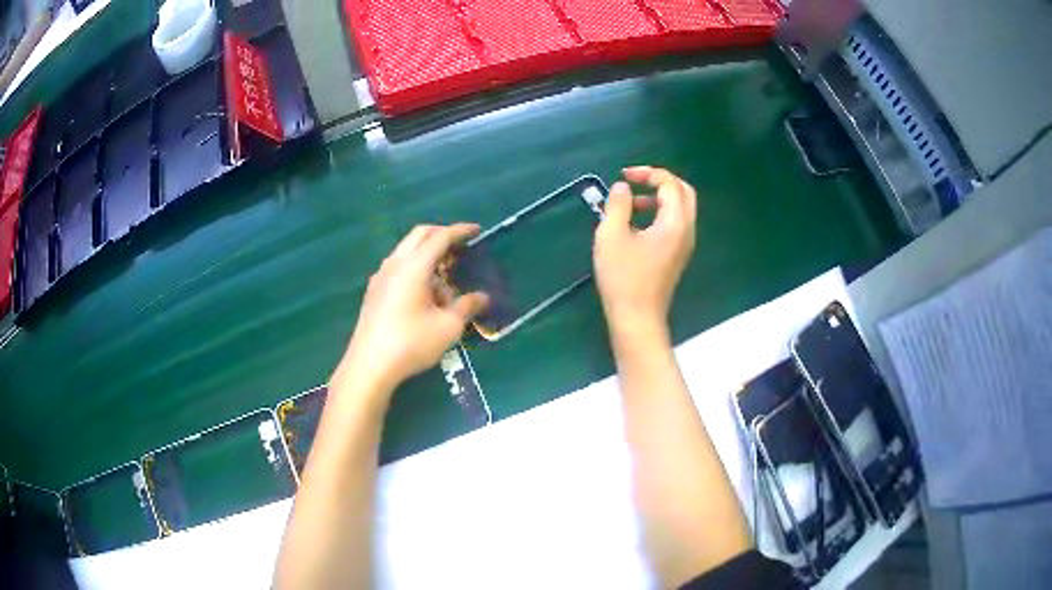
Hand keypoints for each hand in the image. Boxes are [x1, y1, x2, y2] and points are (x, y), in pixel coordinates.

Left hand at [335, 224, 488, 395]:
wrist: (369, 366)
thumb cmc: (411, 343)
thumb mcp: (448, 327)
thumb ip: (467, 307)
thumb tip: (482, 297)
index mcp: (414, 266)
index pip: (440, 237)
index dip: (460, 231)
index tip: (477, 230)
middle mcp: (395, 264)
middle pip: (419, 236)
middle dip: (441, 236)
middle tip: (460, 246)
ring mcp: (380, 278)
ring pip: (407, 252)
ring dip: (427, 256)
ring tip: (445, 280)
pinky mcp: (374, 292)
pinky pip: (398, 268)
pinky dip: (415, 268)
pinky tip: (424, 294)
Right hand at [594, 166, 696, 335]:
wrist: (637, 318)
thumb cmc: (623, 277)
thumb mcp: (611, 235)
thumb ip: (617, 205)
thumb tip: (622, 187)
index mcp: (675, 222)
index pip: (670, 184)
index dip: (648, 173)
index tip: (623, 176)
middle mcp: (686, 230)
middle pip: (683, 192)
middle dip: (660, 181)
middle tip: (635, 181)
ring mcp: (684, 244)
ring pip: (681, 208)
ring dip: (659, 197)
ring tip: (631, 202)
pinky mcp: (677, 255)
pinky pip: (675, 223)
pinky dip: (660, 213)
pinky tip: (636, 223)